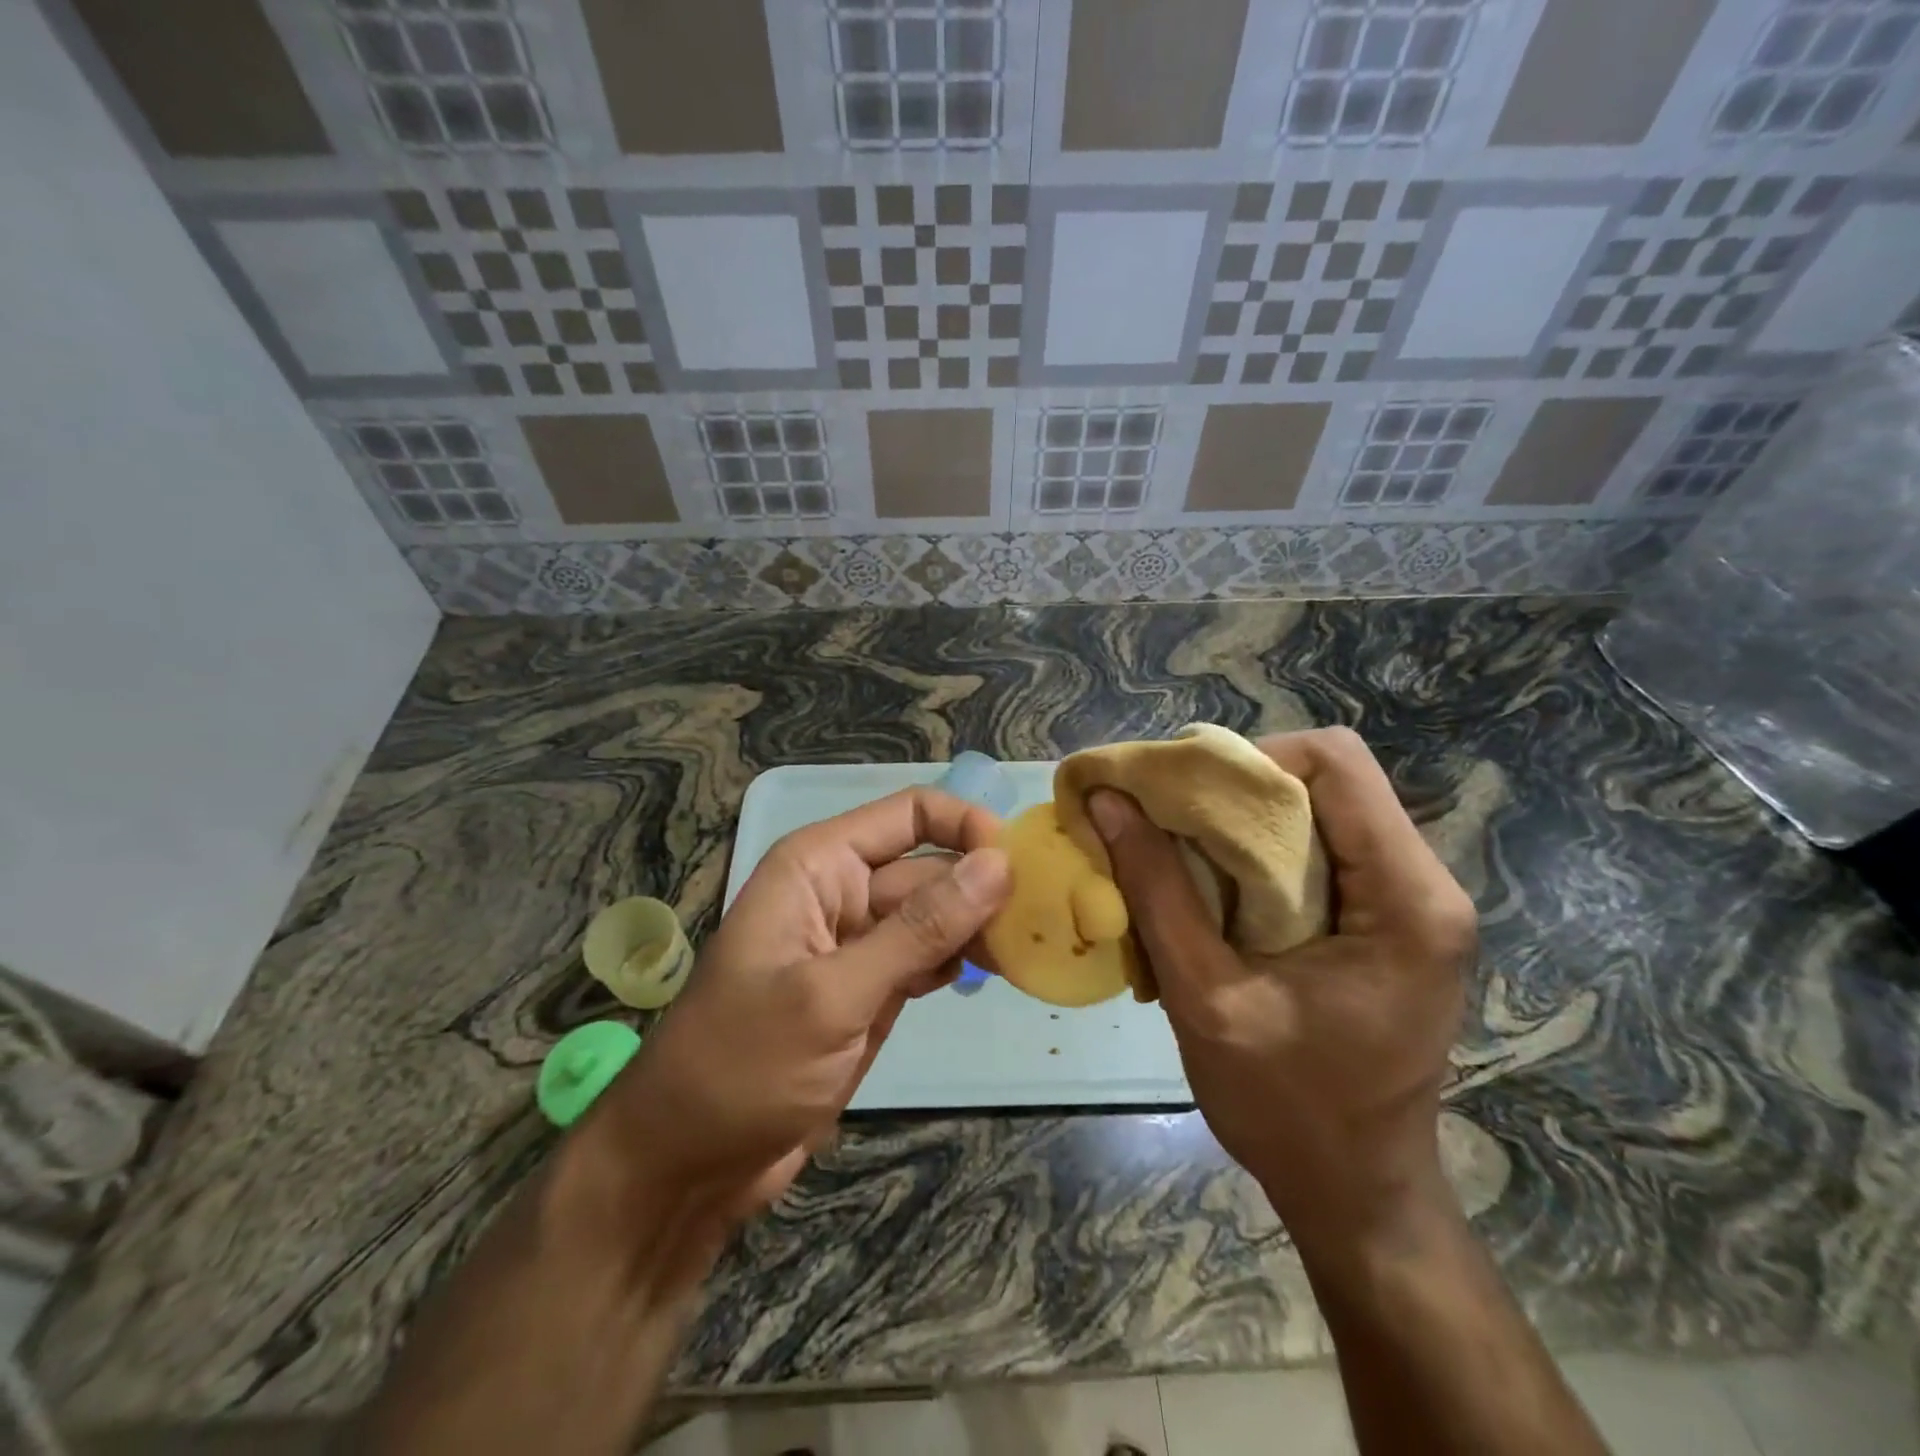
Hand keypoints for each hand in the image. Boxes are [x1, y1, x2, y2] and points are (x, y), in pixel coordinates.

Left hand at [590, 788, 1009, 1221]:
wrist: (687, 1165)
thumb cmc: (743, 1065)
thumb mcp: (835, 994)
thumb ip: (920, 929)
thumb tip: (999, 864)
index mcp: (819, 865)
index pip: (910, 814)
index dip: (966, 827)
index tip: (1021, 867)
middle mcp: (840, 890)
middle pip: (930, 865)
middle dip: (984, 886)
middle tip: (1047, 920)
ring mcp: (857, 943)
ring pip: (935, 913)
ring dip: (979, 926)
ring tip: (1031, 948)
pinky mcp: (870, 989)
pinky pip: (927, 956)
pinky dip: (959, 961)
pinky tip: (994, 975)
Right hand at [1086, 727, 1474, 1243]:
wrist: (1356, 1191)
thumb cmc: (1286, 1108)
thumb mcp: (1205, 996)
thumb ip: (1156, 890)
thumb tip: (1109, 801)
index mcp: (1405, 899)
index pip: (1335, 761)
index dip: (1248, 760)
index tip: (1181, 797)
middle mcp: (1424, 884)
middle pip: (1325, 780)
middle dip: (1235, 790)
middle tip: (1164, 823)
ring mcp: (1411, 901)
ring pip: (1318, 810)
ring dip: (1241, 822)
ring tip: (1179, 855)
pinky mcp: (1388, 919)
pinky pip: (1320, 849)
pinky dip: (1257, 854)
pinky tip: (1213, 890)